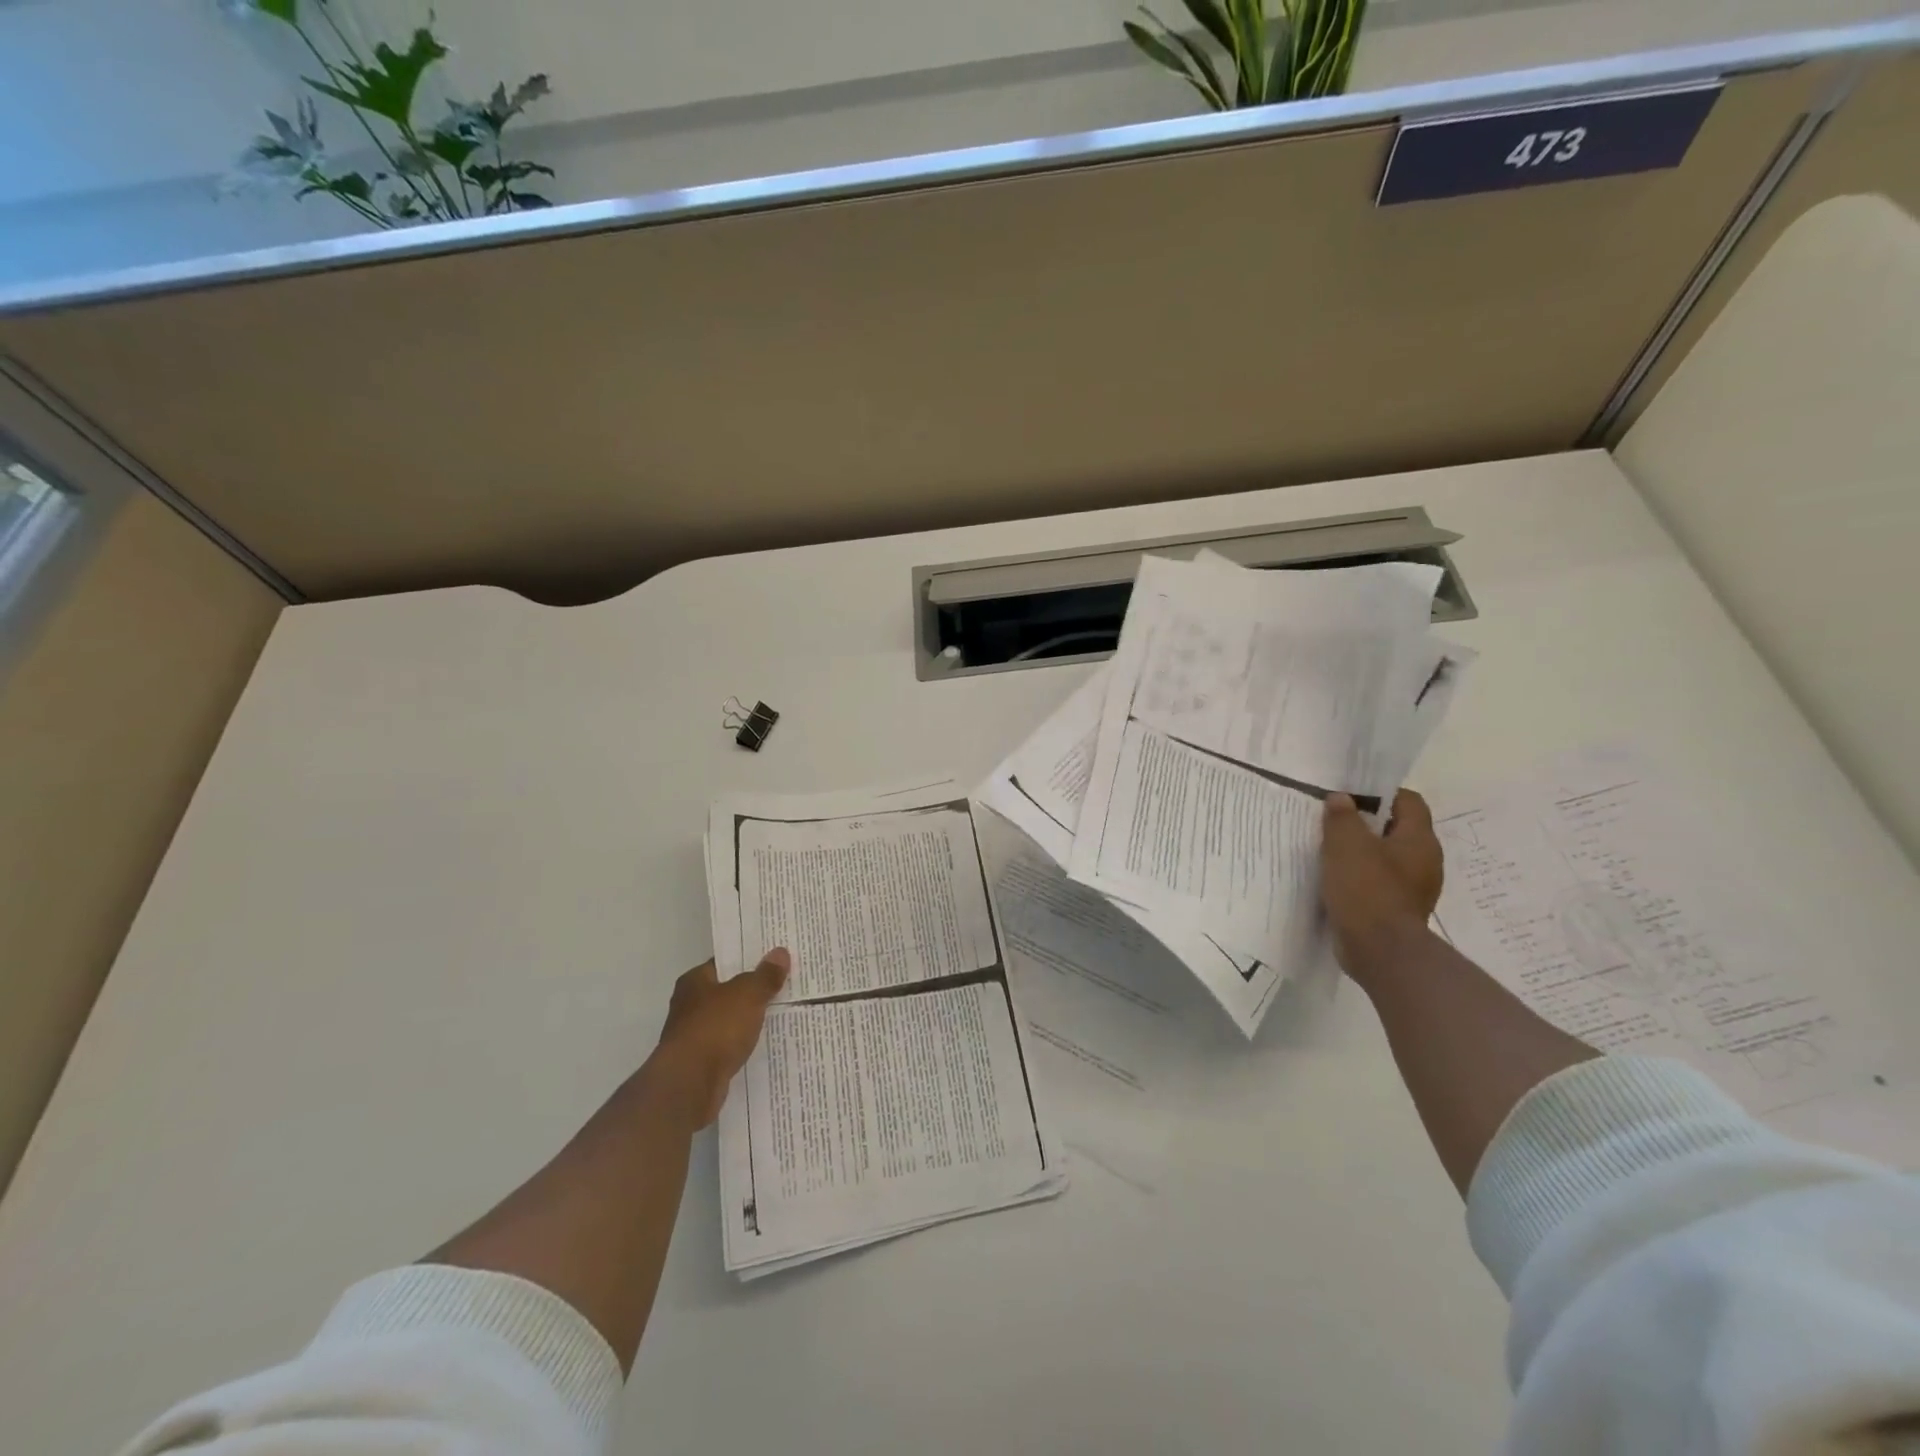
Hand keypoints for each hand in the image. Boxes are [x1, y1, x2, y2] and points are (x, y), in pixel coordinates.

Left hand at [647, 950, 789, 1127]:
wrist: (690, 1084)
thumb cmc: (716, 1028)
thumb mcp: (748, 994)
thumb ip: (765, 975)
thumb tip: (780, 952)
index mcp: (694, 981)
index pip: (724, 963)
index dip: (748, 959)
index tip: (773, 958)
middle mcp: (689, 1006)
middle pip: (727, 992)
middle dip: (752, 990)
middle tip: (785, 983)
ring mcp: (693, 1036)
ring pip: (729, 1021)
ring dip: (749, 1020)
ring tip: (783, 1013)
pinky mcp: (701, 1064)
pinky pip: (729, 1047)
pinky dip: (744, 1045)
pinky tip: (766, 1044)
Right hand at [1320, 790, 1443, 982]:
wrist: (1379, 951)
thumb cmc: (1367, 888)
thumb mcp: (1346, 843)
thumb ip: (1342, 816)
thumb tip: (1341, 799)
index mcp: (1419, 840)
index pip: (1409, 801)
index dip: (1381, 793)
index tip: (1350, 795)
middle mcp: (1424, 861)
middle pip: (1397, 829)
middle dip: (1367, 822)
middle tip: (1334, 820)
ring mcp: (1413, 888)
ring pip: (1387, 857)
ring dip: (1361, 852)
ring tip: (1329, 850)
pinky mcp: (1398, 909)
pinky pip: (1379, 882)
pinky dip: (1360, 877)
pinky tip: (1336, 879)